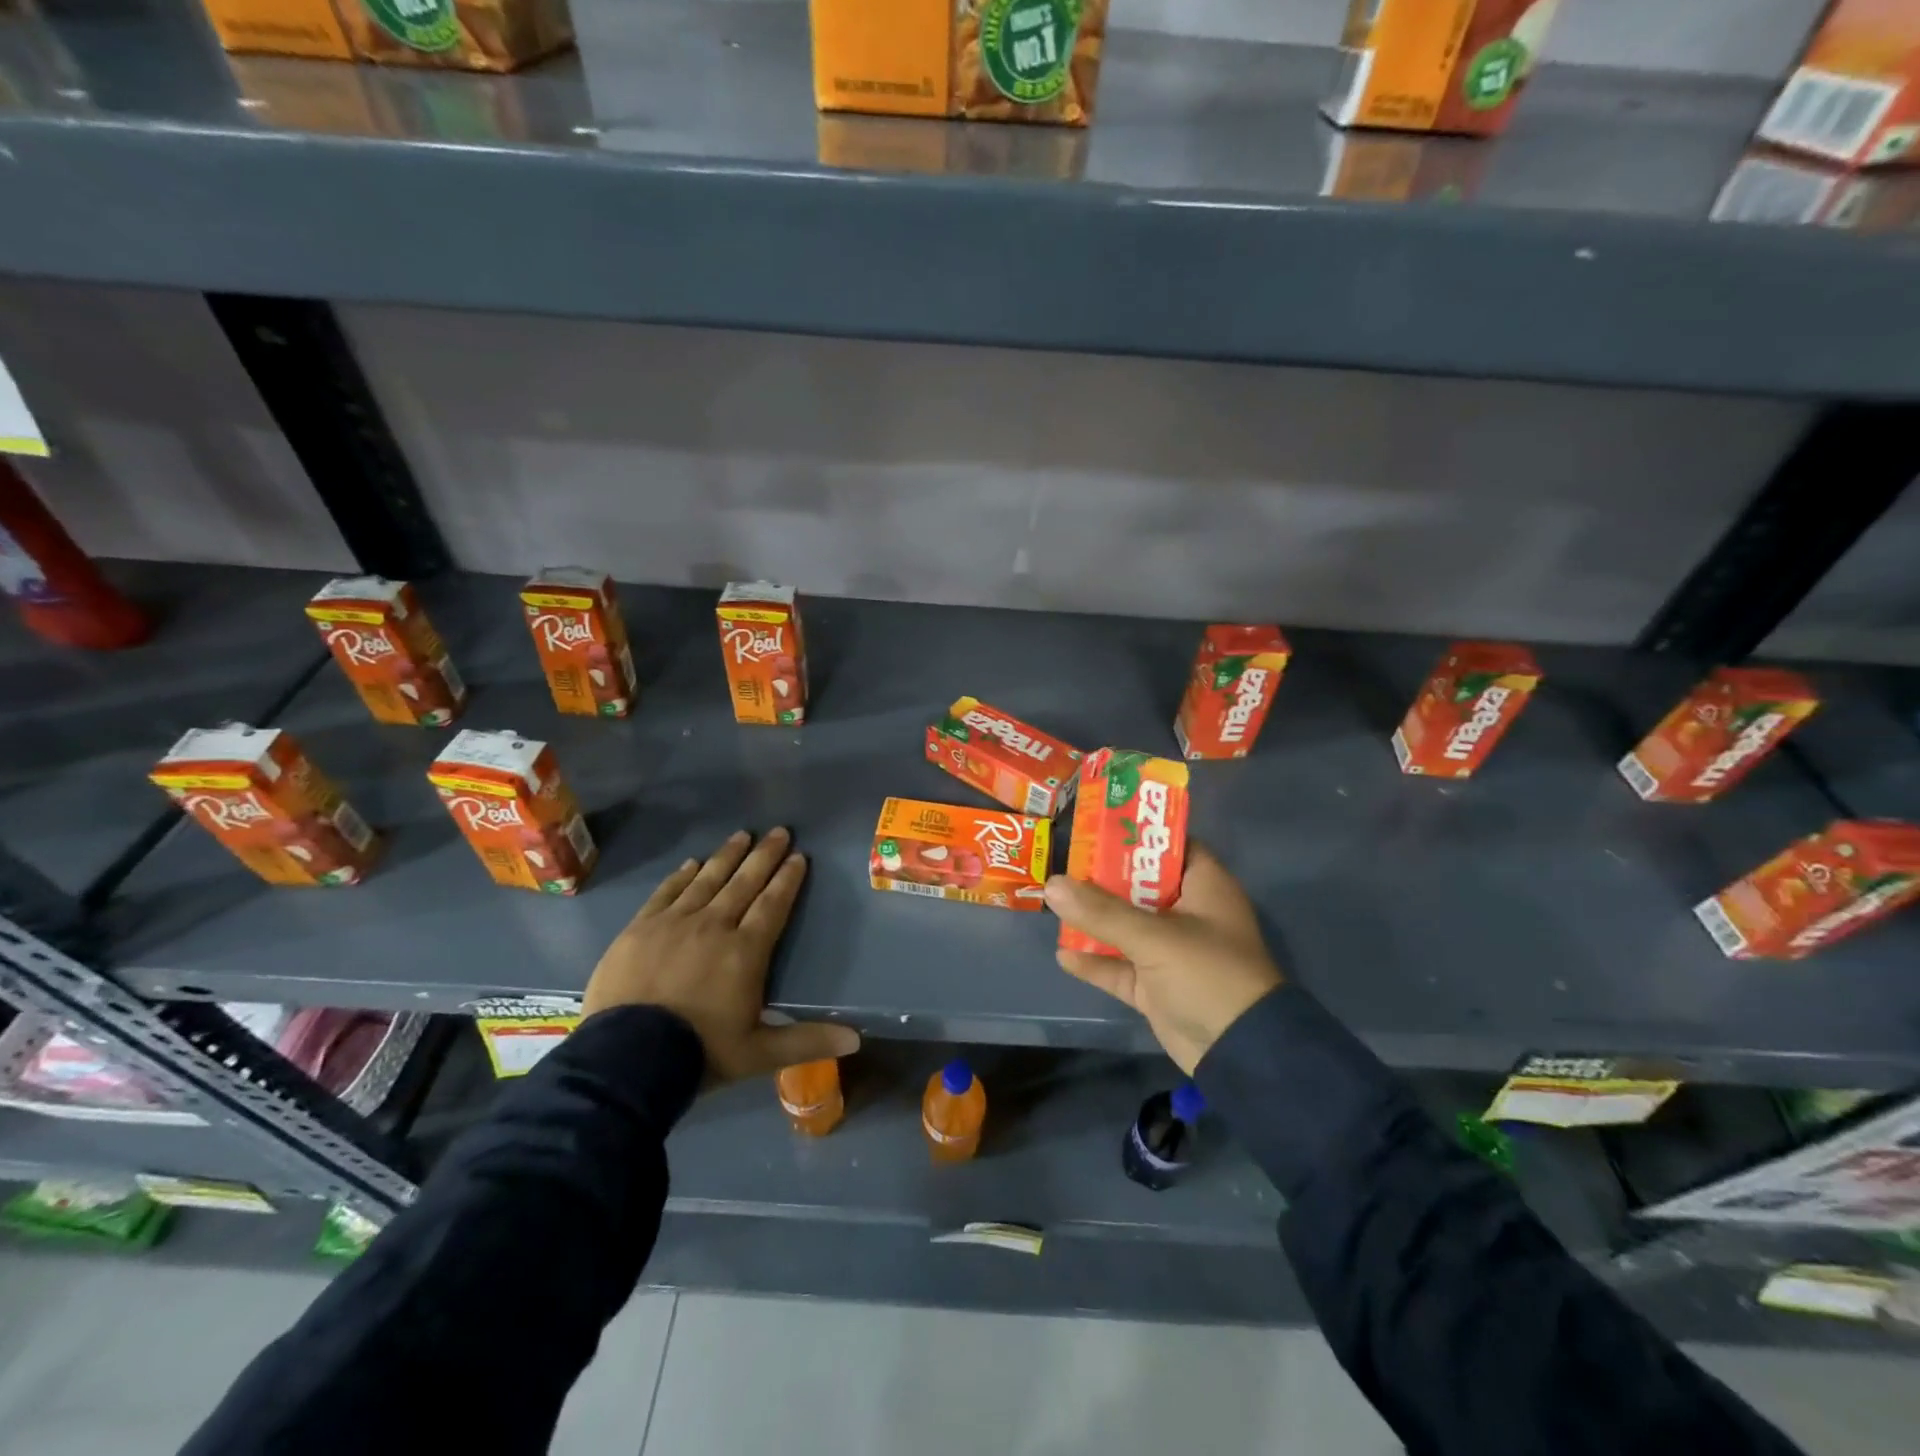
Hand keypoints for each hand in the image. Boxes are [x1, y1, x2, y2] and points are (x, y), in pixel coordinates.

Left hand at [583, 828, 859, 1082]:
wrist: (626, 1060)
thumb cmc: (699, 1053)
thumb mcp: (759, 1054)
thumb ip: (807, 1040)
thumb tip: (857, 1039)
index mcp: (745, 952)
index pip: (773, 905)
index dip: (788, 879)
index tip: (799, 856)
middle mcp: (714, 926)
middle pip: (744, 883)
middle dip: (764, 855)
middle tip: (779, 831)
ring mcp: (674, 923)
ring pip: (707, 879)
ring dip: (727, 856)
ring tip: (742, 835)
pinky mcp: (640, 929)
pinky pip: (666, 892)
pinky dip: (682, 876)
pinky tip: (693, 863)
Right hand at [1045, 844, 1281, 1074]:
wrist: (1241, 1054)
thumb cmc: (1208, 975)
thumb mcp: (1154, 937)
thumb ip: (1101, 911)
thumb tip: (1051, 884)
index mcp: (1203, 886)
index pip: (1169, 845)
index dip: (1135, 834)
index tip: (1094, 826)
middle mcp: (1187, 913)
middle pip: (1138, 885)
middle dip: (1101, 877)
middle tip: (1061, 862)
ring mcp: (1171, 952)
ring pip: (1125, 927)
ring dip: (1093, 920)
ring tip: (1051, 903)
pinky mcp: (1156, 987)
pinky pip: (1120, 967)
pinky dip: (1095, 961)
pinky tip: (1062, 954)